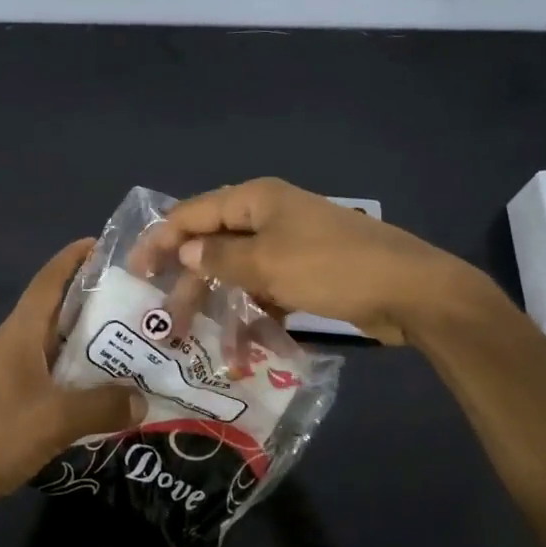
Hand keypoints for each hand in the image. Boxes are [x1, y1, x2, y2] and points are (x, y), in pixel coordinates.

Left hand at [0, 238, 145, 520]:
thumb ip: (103, 405)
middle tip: (140, 299)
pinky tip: (112, 387)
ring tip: (137, 340)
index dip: (73, 258)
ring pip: (62, 345)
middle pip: (60, 310)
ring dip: (93, 341)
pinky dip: (84, 375)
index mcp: (22, 332)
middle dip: (96, 300)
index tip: (105, 244)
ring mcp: (16, 373)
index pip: (49, 281)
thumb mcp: (56, 417)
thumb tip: (143, 399)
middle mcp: (19, 344)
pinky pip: (58, 376)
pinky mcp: (18, 400)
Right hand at [134, 177, 490, 345]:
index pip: (193, 213)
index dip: (160, 239)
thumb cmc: (331, 267)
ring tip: (202, 342)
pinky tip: (242, 347)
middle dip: (190, 282)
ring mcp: (289, 245)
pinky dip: (252, 313)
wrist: (411, 290)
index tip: (134, 271)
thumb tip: (185, 251)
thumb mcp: (267, 263)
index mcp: (255, 200)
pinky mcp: (307, 273)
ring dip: (220, 305)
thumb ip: (219, 258)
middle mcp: (268, 216)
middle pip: (214, 245)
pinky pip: (265, 289)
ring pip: (238, 272)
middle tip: (168, 322)